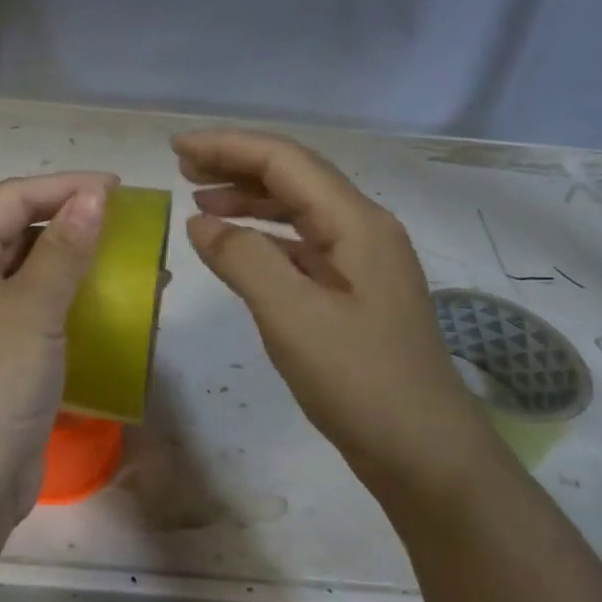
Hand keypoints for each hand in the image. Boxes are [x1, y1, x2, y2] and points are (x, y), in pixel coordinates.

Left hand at [0, 172, 116, 534]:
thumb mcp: (32, 307)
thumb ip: (64, 248)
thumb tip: (91, 196)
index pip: (9, 199)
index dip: (63, 187)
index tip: (118, 188)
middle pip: (15, 232)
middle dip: (72, 225)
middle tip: (128, 226)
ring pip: (27, 275)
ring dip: (76, 267)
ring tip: (132, 266)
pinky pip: (32, 314)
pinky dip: (68, 305)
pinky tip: (109, 309)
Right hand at [174, 130, 494, 503]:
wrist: (425, 455)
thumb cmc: (360, 381)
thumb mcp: (292, 316)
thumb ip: (242, 259)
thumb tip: (200, 222)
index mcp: (356, 223)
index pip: (285, 161)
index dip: (228, 147)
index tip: (176, 148)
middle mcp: (362, 229)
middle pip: (293, 177)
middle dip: (236, 164)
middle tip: (182, 168)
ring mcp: (360, 261)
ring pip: (296, 209)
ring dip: (247, 197)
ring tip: (198, 199)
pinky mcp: (351, 291)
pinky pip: (299, 244)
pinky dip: (260, 235)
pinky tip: (232, 245)